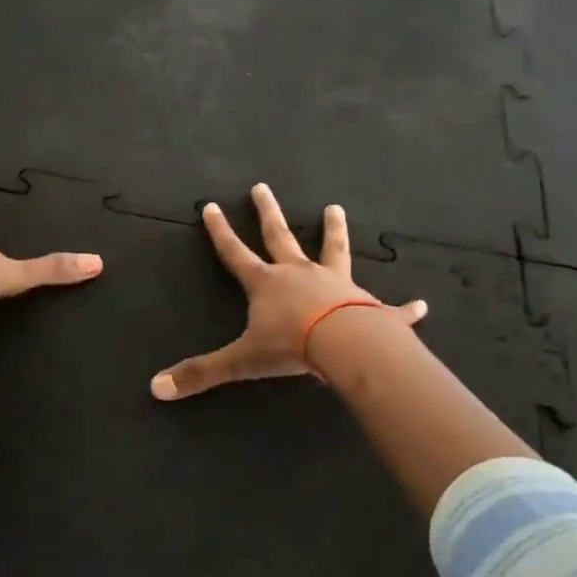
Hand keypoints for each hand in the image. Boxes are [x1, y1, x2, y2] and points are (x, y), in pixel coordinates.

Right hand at [151, 183, 425, 400]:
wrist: (345, 347)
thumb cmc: (290, 346)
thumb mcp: (241, 361)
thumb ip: (201, 374)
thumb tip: (155, 388)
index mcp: (267, 284)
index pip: (235, 253)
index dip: (220, 232)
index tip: (210, 206)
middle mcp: (300, 274)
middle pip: (280, 237)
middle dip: (268, 213)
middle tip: (262, 187)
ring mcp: (337, 285)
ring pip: (334, 250)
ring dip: (334, 231)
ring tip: (336, 209)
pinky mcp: (371, 307)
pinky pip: (390, 309)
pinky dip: (404, 309)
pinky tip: (422, 305)